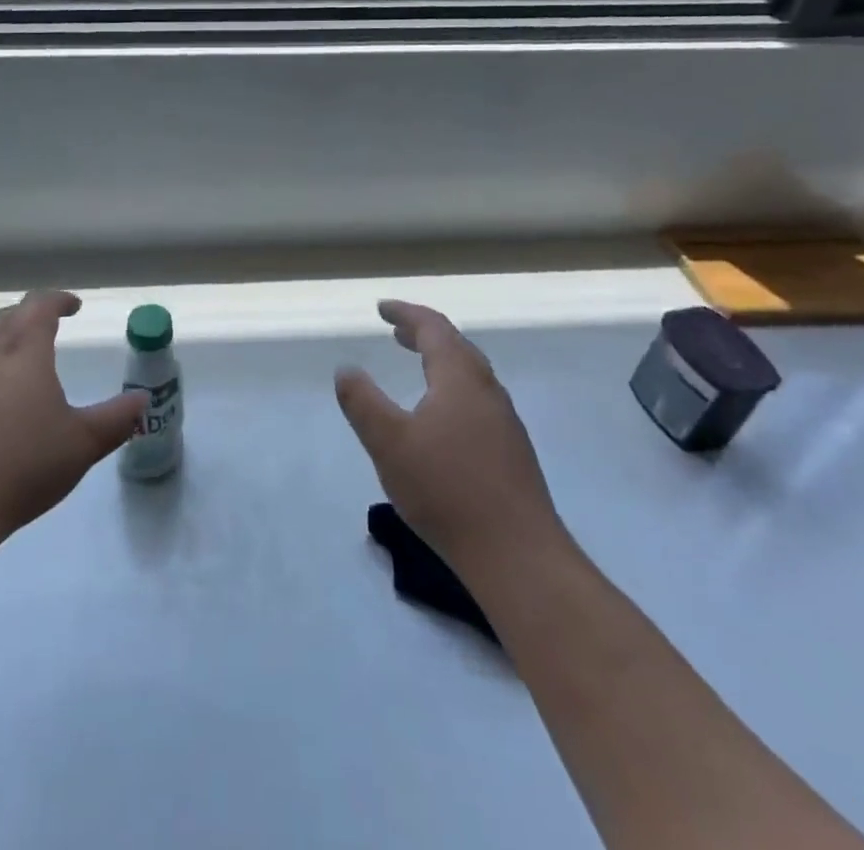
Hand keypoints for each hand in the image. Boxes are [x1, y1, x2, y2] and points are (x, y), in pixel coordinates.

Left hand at [0, 289, 146, 547]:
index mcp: (23, 353)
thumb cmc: (23, 468)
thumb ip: (116, 420)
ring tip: (10, 355)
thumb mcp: (82, 445)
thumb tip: (143, 400)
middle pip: (5, 318)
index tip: (73, 306)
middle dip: (28, 315)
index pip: (39, 307)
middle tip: (45, 326)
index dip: (58, 300)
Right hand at [336, 300, 563, 567]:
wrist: (518, 555)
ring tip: (417, 366)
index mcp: (460, 378)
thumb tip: (346, 370)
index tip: (381, 309)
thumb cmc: (446, 489)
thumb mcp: (388, 442)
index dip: (406, 314)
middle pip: (457, 347)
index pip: (433, 328)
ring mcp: (505, 423)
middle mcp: (488, 392)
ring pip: (471, 375)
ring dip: (441, 361)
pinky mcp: (512, 452)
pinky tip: (441, 417)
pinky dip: (452, 388)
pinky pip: (477, 400)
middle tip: (396, 332)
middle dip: (424, 334)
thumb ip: (362, 402)